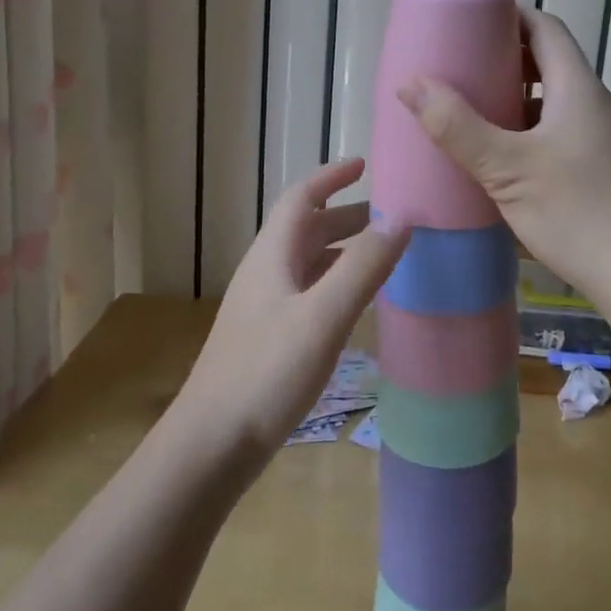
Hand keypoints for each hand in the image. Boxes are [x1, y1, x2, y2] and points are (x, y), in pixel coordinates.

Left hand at [175, 157, 409, 460]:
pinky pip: (308, 292)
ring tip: (382, 252)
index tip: (365, 165)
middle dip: (345, 214)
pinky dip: (335, 282)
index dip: (332, 177)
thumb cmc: (266, 373)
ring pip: (307, 262)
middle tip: (390, 214)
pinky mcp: (268, 339)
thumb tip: (400, 218)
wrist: (210, 445)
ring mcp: (264, 307)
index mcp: (273, 256)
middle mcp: (266, 273)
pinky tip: (354, 302)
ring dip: (342, 249)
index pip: (301, 198)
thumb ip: (363, 267)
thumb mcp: (322, 316)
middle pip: (306, 229)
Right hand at [397, 8, 610, 307]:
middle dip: (505, 61)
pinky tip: (502, 161)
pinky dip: (528, 134)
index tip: (472, 21)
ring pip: (554, 105)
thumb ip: (458, 127)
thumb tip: (411, 84)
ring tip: (472, 114)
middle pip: (550, 64)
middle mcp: (596, 106)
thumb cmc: (577, 211)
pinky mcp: (602, 173)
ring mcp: (603, 141)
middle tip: (461, 69)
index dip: (510, 16)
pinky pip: (559, 135)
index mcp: (579, 89)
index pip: (546, 29)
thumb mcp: (507, 168)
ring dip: (516, 101)